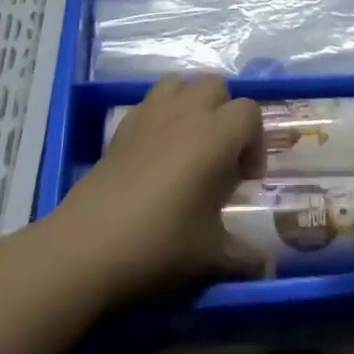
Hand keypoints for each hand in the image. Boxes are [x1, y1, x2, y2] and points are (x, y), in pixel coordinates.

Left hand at [45, 77, 267, 305]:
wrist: (87, 246)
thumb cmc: (159, 244)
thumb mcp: (210, 257)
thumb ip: (244, 257)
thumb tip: (266, 268)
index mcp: (215, 136)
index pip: (250, 112)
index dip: (255, 141)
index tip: (246, 178)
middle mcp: (186, 113)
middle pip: (216, 86)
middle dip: (226, 114)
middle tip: (221, 157)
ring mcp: (150, 114)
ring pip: (181, 84)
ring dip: (192, 104)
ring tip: (190, 143)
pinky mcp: (122, 126)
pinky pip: (151, 102)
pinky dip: (162, 115)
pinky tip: (156, 153)